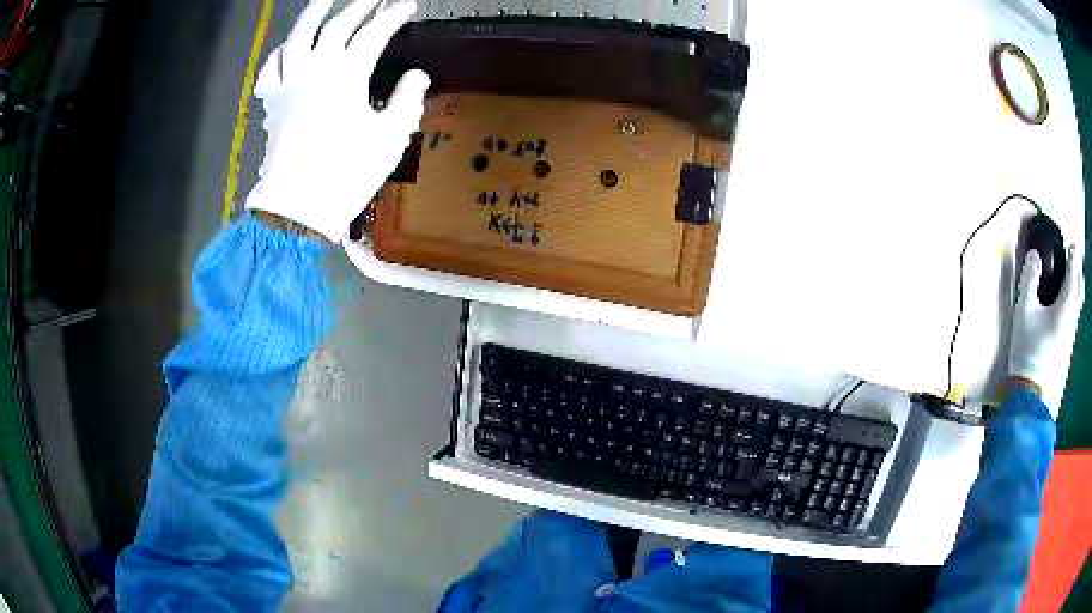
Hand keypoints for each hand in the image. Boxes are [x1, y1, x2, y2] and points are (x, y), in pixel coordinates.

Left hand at [245, 0, 428, 242]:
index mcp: (346, 76)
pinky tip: (290, 46)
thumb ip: (406, 100)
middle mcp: (315, 70)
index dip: (393, 16)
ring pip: (299, 36)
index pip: (373, 33)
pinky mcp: (272, 103)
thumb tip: (418, 75)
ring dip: (315, 12)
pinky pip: (272, 68)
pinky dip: (281, 52)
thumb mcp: (389, 138)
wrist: (297, 208)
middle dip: (361, 5)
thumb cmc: (346, 174)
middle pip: (338, 25)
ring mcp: (289, 84)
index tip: (408, 5)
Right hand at [1008, 246, 1084, 415]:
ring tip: (1073, 280)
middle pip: (1080, 290)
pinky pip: (1074, 319)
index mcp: (1066, 305)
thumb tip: (1034, 255)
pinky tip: (1068, 309)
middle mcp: (1072, 319)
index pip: (1073, 273)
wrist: (1032, 397)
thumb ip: (1029, 280)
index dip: (1073, 257)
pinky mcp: (1067, 350)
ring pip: (1078, 306)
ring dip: (1077, 288)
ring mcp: (1071, 337)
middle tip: (1075, 260)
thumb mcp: (1024, 312)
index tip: (1072, 245)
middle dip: (1078, 272)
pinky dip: (1074, 305)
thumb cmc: (1029, 350)